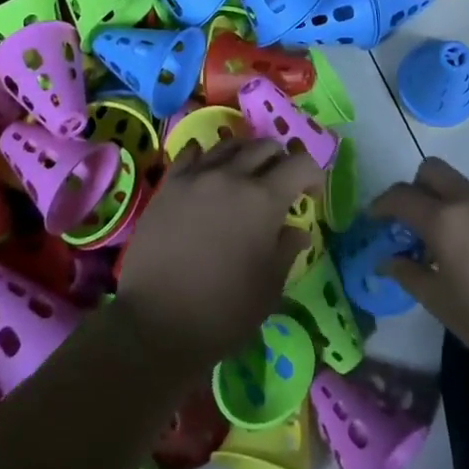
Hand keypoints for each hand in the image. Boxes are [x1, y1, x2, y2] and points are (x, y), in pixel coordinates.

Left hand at [114, 138, 312, 376]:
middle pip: (265, 147)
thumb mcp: (269, 288)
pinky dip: (207, 156)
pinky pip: (191, 153)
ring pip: (230, 144)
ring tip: (245, 177)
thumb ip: (287, 250)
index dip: (313, 175)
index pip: (300, 164)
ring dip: (246, 155)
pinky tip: (207, 171)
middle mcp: (232, 176)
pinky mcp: (169, 185)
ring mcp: (197, 176)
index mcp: (264, 200)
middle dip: (280, 162)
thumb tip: (297, 230)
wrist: (155, 324)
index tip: (311, 196)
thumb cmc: (222, 312)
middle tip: (280, 187)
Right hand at [371, 158, 468, 383]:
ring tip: (441, 244)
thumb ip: (410, 275)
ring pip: (458, 184)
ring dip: (441, 200)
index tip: (373, 221)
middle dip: (413, 189)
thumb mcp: (443, 305)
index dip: (381, 205)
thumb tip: (388, 260)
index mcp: (446, 220)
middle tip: (408, 224)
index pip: (401, 196)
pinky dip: (465, 212)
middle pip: (431, 171)